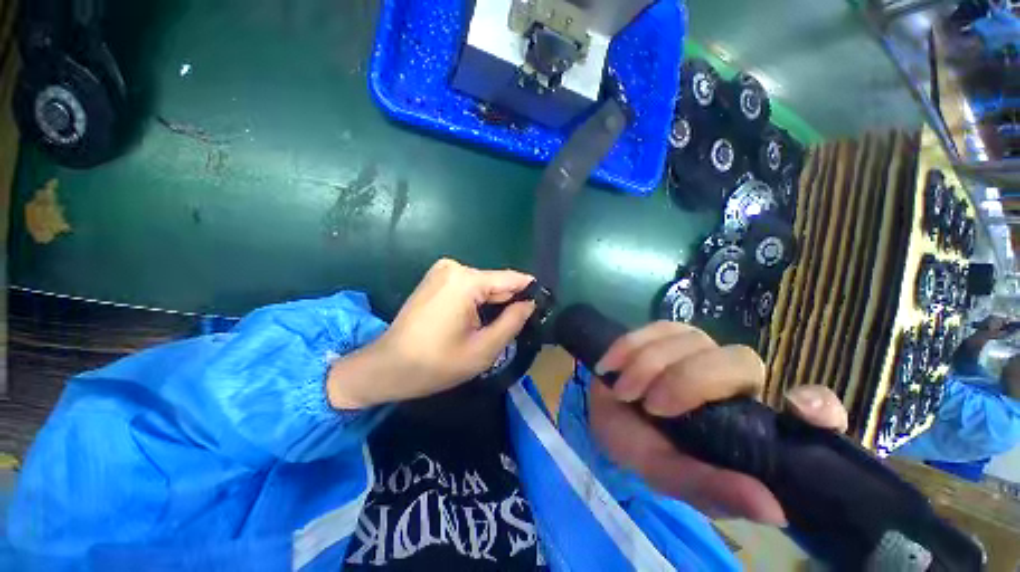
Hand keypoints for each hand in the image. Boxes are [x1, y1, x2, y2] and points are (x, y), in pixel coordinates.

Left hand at [327, 259, 535, 408]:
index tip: (544, 306)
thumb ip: (513, 322)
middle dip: (508, 302)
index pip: (511, 279)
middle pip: (495, 283)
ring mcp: (442, 271)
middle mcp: (454, 267)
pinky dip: (477, 302)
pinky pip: (468, 287)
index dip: (530, 292)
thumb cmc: (435, 363)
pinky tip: (474, 322)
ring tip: (493, 328)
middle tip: (516, 327)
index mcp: (466, 280)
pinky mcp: (436, 279)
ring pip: (483, 286)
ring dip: (492, 305)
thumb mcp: (483, 349)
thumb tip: (530, 304)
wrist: (387, 367)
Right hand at [587, 321, 847, 525]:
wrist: (604, 412)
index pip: (813, 409)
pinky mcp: (668, 334)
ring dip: (649, 365)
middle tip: (652, 405)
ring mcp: (701, 351)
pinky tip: (611, 365)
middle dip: (689, 381)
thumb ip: (712, 489)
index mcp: (750, 424)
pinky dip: (630, 346)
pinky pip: (658, 328)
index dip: (819, 405)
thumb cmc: (641, 447)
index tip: (797, 408)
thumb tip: (775, 509)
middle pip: (740, 362)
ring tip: (624, 391)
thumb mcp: (669, 475)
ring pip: (693, 340)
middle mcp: (734, 382)